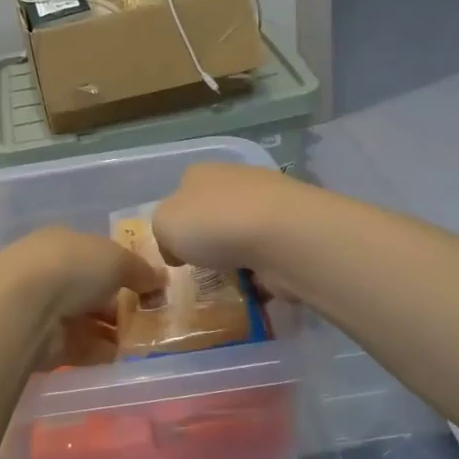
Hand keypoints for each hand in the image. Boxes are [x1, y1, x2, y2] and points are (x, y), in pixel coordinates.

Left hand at [0, 226, 165, 370]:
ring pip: (87, 320)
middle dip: (120, 303)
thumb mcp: (116, 259)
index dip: (123, 269)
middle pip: (92, 289)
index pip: (96, 254)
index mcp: (62, 243)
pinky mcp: (42, 343)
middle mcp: (49, 272)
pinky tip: (123, 357)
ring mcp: (44, 309)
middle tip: (151, 317)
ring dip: (113, 331)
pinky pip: (79, 347)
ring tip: (144, 341)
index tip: (149, 287)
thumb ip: (140, 270)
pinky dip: (101, 352)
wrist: (24, 309)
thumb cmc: (72, 268)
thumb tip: (160, 278)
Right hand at [150, 162, 302, 276]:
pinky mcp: (295, 230)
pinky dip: (263, 270)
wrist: (281, 236)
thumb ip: (163, 232)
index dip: (177, 221)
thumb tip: (178, 247)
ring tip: (231, 281)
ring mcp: (270, 203)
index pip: (183, 193)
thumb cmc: (212, 224)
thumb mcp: (164, 225)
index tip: (177, 251)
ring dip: (239, 255)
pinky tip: (257, 285)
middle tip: (204, 267)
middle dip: (211, 239)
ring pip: (245, 232)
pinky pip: (270, 253)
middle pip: (216, 211)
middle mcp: (236, 180)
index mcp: (201, 173)